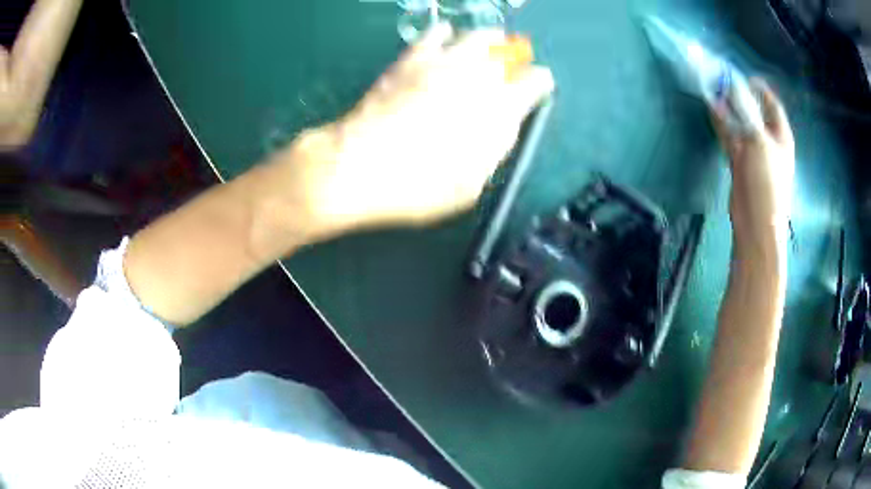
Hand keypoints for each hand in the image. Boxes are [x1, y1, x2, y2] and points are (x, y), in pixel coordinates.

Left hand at [283, 24, 553, 237]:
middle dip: (516, 58)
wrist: (361, 166)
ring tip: (488, 45)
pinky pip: (436, 33)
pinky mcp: (412, 58)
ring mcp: (444, 62)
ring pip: (478, 35)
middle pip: (510, 52)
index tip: (537, 89)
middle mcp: (478, 76)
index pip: (535, 83)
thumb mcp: (471, 184)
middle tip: (512, 63)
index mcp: (500, 109)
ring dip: (489, 40)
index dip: (539, 85)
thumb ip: (493, 149)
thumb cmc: (420, 187)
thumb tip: (501, 127)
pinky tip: (445, 40)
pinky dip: (446, 35)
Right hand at [712, 79, 794, 257]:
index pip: (772, 105)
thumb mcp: (758, 142)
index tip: (743, 76)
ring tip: (713, 90)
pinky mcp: (740, 161)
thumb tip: (725, 91)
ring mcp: (754, 151)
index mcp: (781, 136)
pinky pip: (730, 136)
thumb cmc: (767, 180)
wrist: (756, 220)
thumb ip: (742, 115)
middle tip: (722, 81)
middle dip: (740, 97)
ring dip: (728, 109)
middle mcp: (769, 140)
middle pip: (754, 112)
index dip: (760, 89)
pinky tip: (711, 110)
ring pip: (740, 123)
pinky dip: (722, 124)